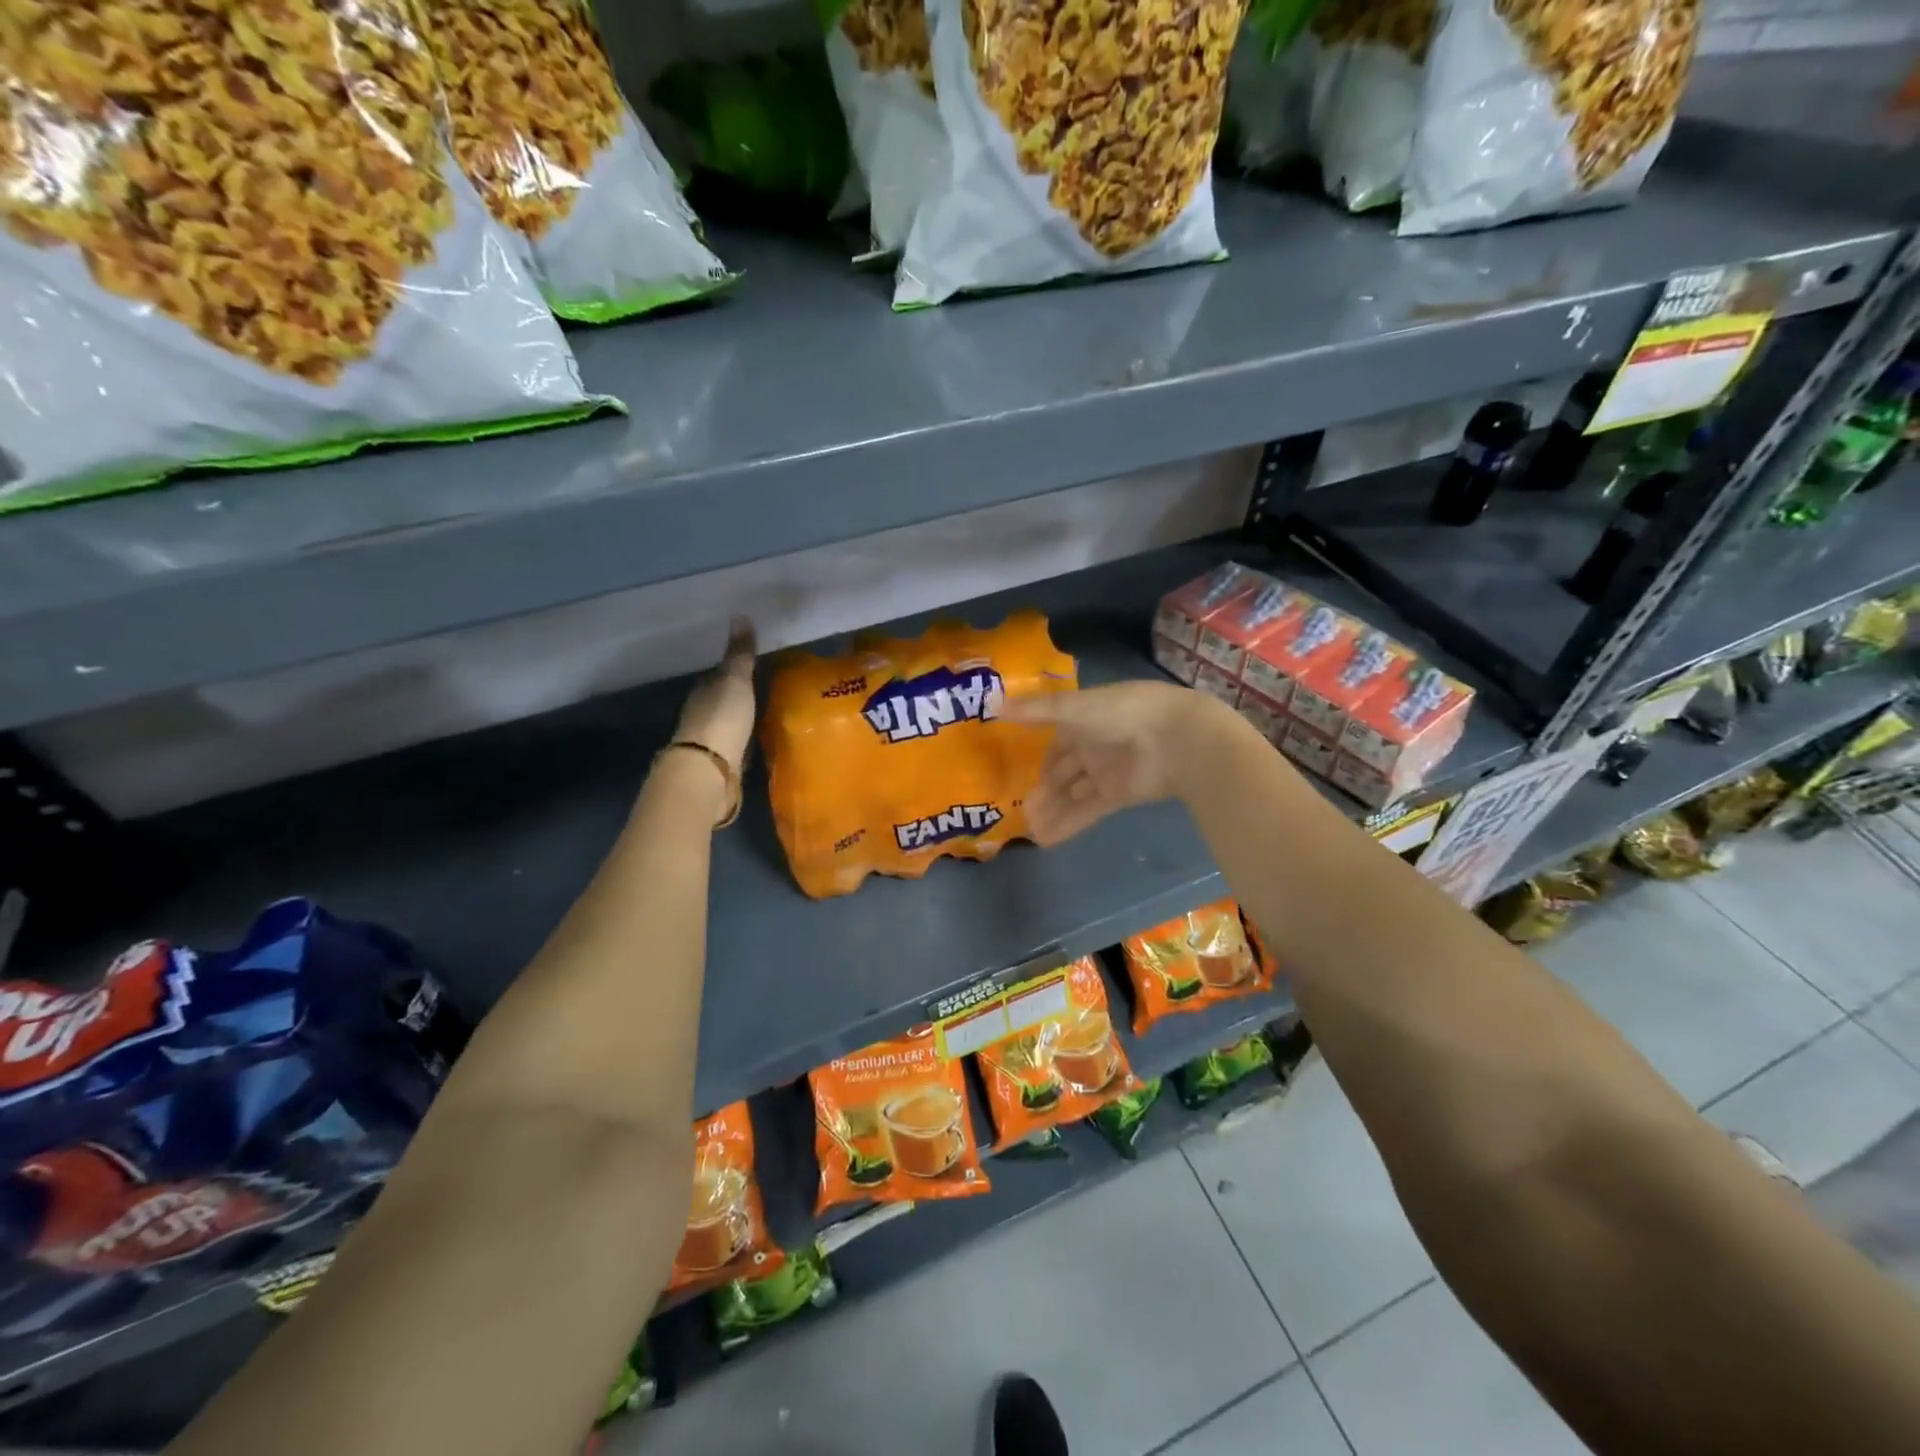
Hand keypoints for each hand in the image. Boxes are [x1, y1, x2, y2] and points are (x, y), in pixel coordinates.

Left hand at [674, 618, 756, 775]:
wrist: (711, 769)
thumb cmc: (722, 718)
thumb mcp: (735, 680)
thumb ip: (739, 653)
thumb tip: (739, 614)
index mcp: (703, 690)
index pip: (717, 674)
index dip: (734, 668)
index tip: (754, 664)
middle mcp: (702, 712)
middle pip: (722, 698)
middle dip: (740, 693)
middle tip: (766, 686)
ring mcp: (711, 739)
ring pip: (729, 721)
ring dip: (743, 717)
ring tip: (767, 711)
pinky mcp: (722, 761)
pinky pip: (737, 742)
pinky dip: (746, 737)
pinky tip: (760, 736)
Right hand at [1003, 680, 1209, 844]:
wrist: (1175, 739)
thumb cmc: (1122, 712)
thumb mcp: (1072, 708)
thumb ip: (1035, 711)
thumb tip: (992, 705)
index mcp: (1085, 719)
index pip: (1057, 742)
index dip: (1039, 757)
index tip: (1017, 773)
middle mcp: (1094, 746)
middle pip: (1063, 772)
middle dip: (1043, 789)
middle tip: (1020, 810)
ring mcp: (1106, 773)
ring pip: (1072, 795)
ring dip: (1052, 810)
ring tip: (1028, 829)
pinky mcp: (1117, 796)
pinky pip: (1086, 812)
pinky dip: (1067, 825)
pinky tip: (1045, 839)